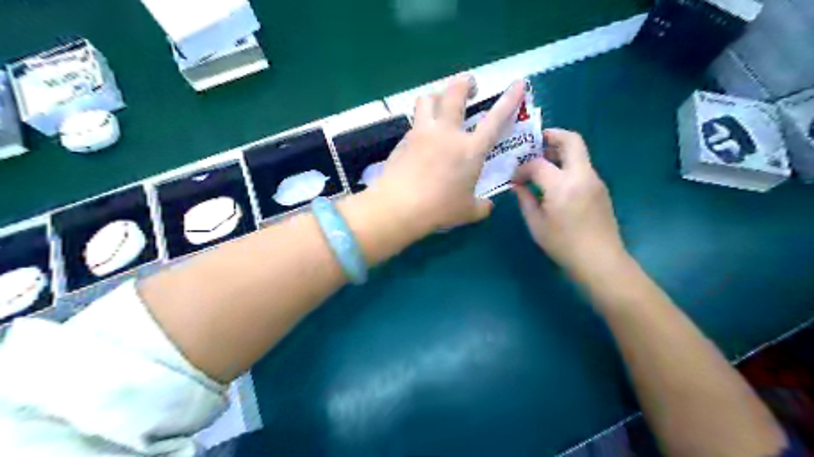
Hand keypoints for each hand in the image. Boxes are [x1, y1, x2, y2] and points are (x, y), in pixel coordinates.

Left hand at [371, 73, 524, 234]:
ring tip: (441, 104)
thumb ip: (482, 206)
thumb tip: (487, 206)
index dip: (509, 99)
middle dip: (465, 82)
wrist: (399, 207)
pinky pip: (414, 122)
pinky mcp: (404, 140)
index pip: (495, 119)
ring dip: (438, 95)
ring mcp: (423, 133)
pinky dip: (422, 122)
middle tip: (470, 86)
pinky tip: (422, 139)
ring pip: (428, 98)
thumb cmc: (439, 209)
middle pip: (455, 93)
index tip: (518, 83)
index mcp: (470, 149)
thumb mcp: (467, 212)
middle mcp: (447, 133)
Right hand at [511, 127, 624, 278]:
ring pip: (579, 152)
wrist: (600, 260)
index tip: (515, 179)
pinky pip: (582, 167)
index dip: (523, 168)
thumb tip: (517, 185)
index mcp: (562, 185)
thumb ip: (525, 200)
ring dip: (560, 150)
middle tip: (535, 142)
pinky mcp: (600, 188)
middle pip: (571, 140)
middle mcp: (582, 175)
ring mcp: (595, 180)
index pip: (538, 163)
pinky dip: (567, 165)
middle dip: (552, 135)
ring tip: (542, 162)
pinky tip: (555, 181)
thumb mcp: (536, 224)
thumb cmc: (563, 245)